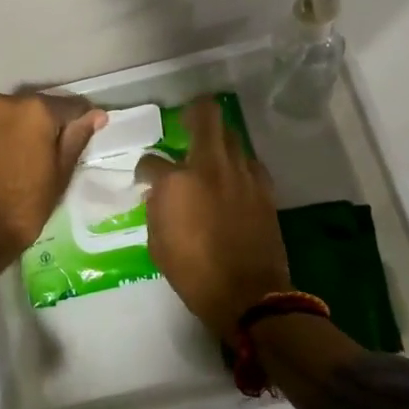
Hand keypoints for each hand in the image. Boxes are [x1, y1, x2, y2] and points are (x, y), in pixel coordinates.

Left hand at [0, 92, 105, 367]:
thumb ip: (77, 137)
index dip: (84, 120)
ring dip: (26, 129)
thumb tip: (94, 115)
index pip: (72, 106)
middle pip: (40, 107)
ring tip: (32, 157)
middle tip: (59, 151)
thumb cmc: (24, 206)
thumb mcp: (60, 173)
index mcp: (35, 109)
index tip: (91, 133)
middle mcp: (5, 102)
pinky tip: (9, 160)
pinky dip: (5, 137)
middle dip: (52, 124)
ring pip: (15, 116)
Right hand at [141, 97, 292, 340]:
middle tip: (185, 123)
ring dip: (217, 138)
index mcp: (177, 182)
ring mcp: (242, 174)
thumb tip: (159, 193)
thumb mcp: (157, 243)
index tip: (145, 179)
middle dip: (193, 112)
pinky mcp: (264, 188)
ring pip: (231, 135)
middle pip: (206, 116)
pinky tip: (231, 178)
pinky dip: (237, 163)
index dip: (144, 169)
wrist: (249, 296)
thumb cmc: (194, 274)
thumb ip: (156, 209)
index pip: (152, 161)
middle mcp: (211, 167)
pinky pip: (249, 161)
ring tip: (209, 153)